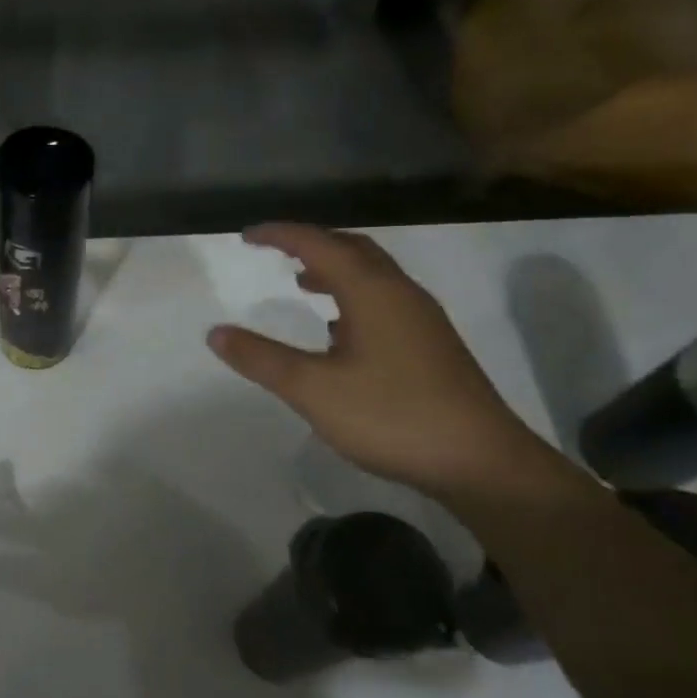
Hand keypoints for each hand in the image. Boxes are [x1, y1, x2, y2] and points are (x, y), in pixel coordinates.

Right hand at [208, 224, 555, 497]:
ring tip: (302, 283)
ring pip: (373, 277)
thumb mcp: (313, 389)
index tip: (246, 236)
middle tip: (275, 251)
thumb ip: (262, 359)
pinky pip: (384, 302)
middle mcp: (401, 295)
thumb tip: (215, 332)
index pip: (320, 245)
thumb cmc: (392, 416)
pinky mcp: (430, 347)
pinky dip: (352, 298)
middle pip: (354, 250)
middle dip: (312, 244)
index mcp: (373, 293)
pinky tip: (338, 331)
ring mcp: (421, 321)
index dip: (281, 235)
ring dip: (334, 271)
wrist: (481, 463)